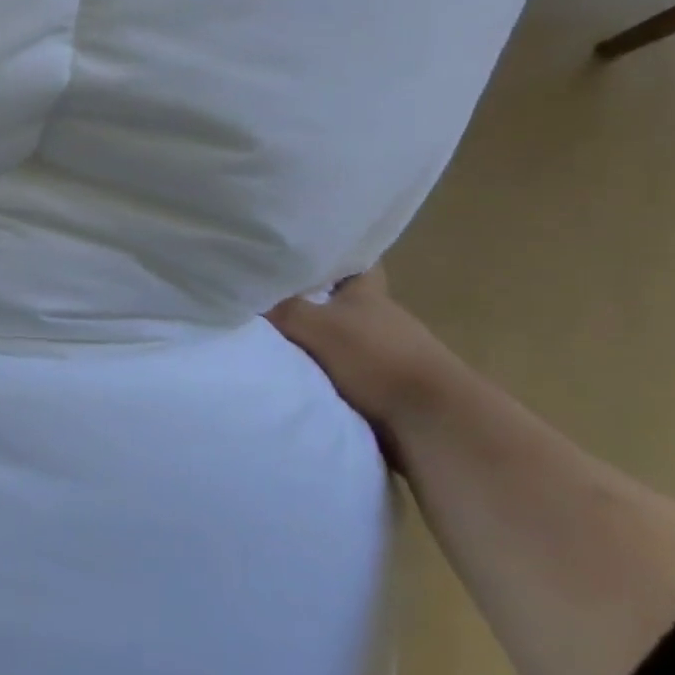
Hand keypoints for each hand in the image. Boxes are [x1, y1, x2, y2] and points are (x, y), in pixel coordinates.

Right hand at [267, 267, 469, 450]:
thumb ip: (280, 309)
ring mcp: (385, 354)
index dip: (331, 255)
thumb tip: (243, 293)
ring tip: (273, 340)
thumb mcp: (314, 325)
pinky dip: (322, 371)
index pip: (354, 263)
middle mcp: (379, 319)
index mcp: (368, 295)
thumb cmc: (375, 359)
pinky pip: (343, 370)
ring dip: (315, 340)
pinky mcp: (385, 387)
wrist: (432, 422)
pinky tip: (297, 375)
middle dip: (310, 300)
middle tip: (268, 297)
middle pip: (341, 302)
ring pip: (341, 337)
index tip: (301, 252)